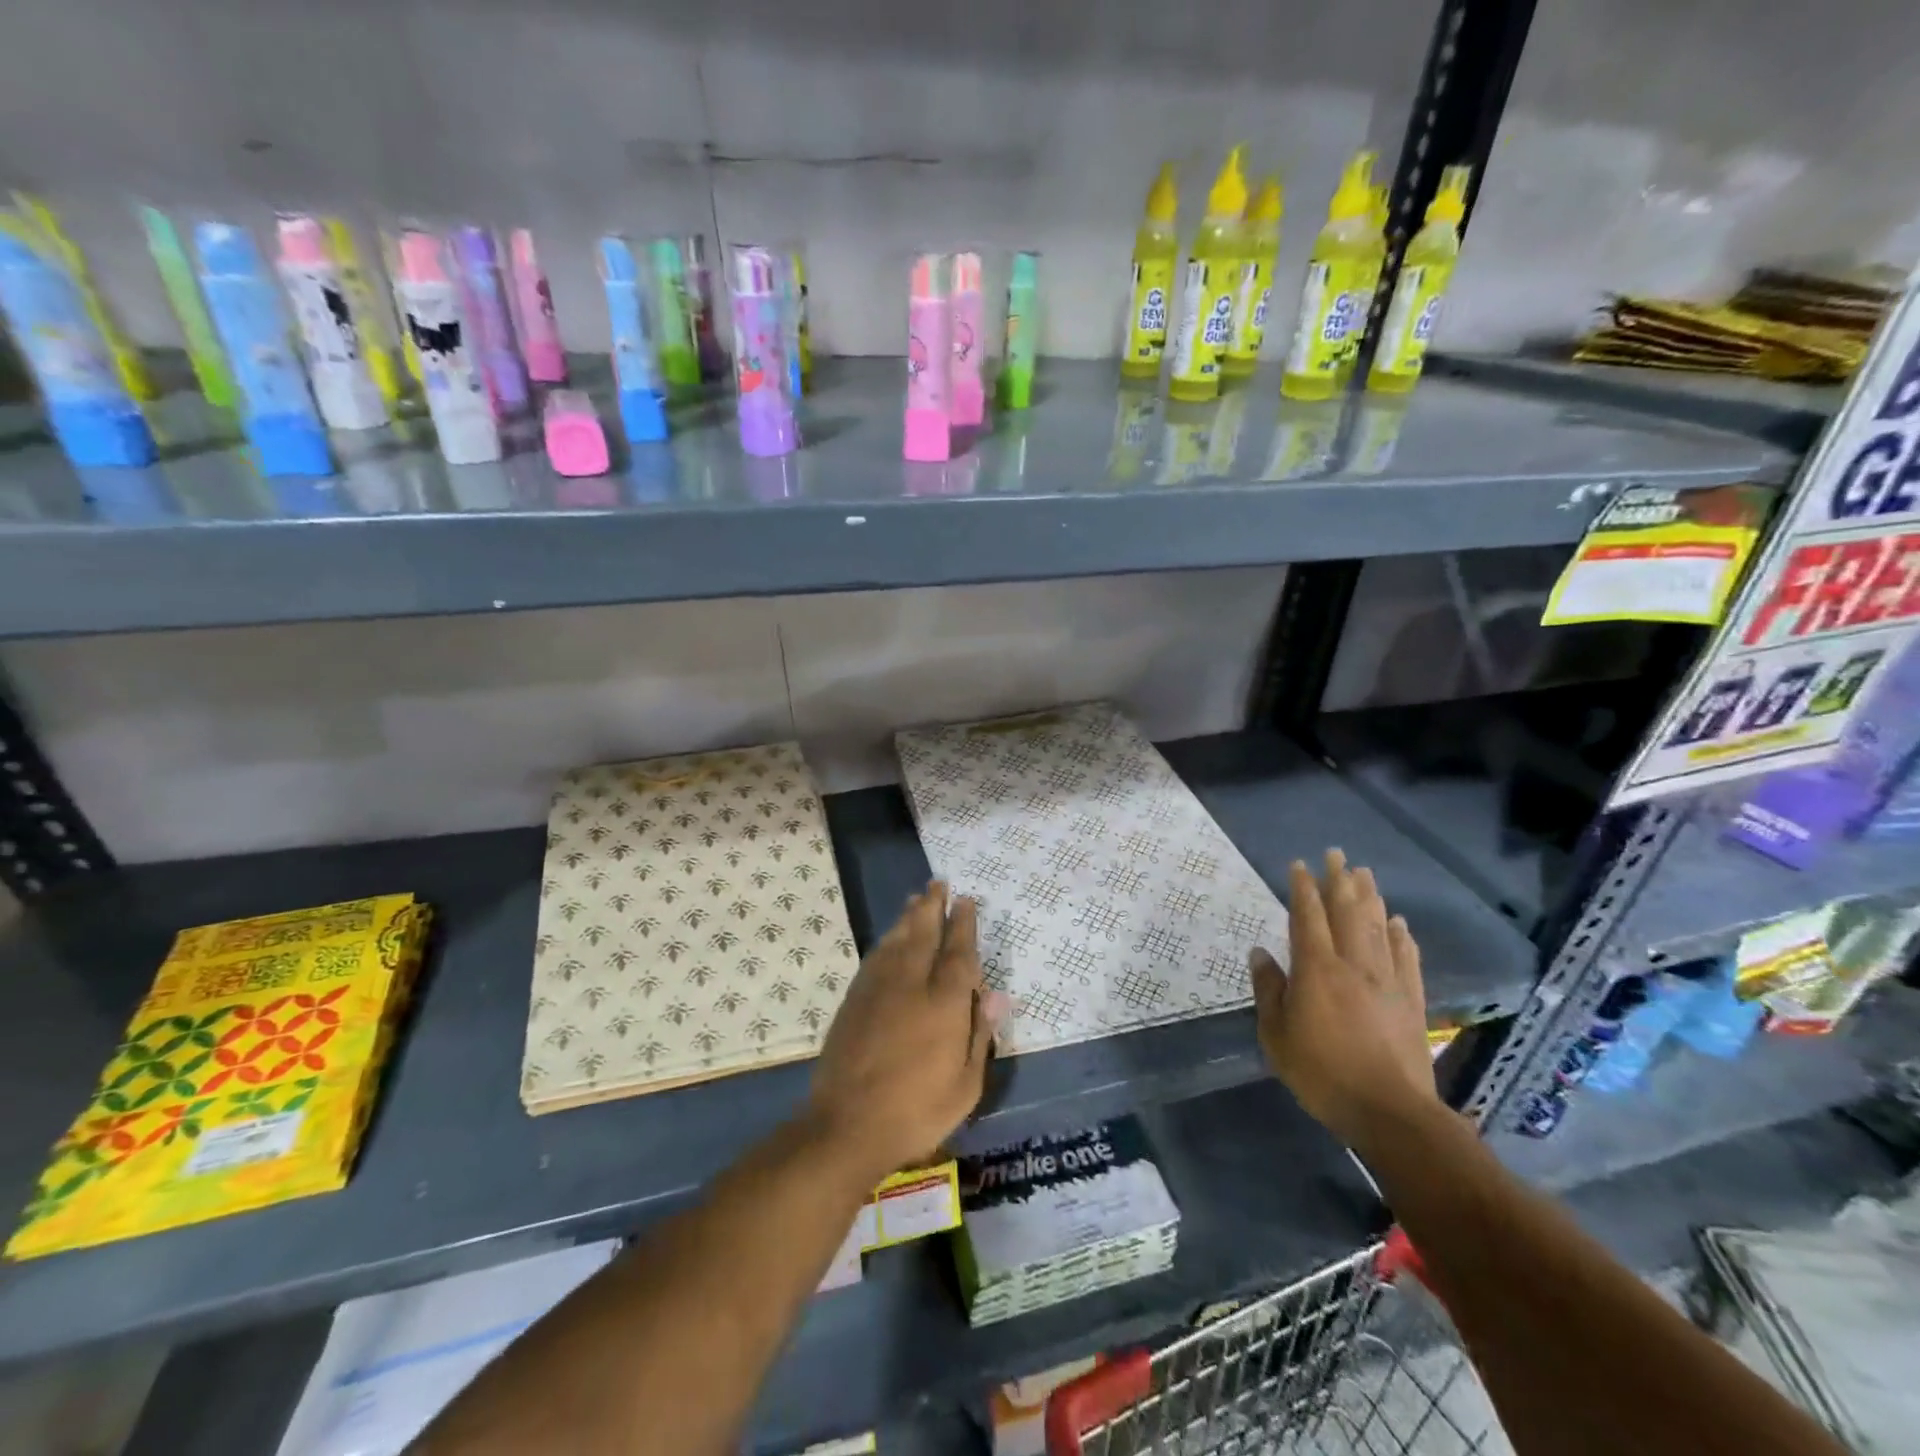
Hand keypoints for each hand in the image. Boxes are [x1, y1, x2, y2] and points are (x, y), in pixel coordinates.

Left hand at [807, 882, 1008, 1179]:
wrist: (846, 1125)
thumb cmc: (916, 1111)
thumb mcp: (965, 1085)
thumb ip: (979, 1034)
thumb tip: (995, 995)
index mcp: (944, 1002)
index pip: (958, 951)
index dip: (963, 923)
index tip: (966, 899)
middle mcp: (911, 984)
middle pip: (924, 933)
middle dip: (933, 906)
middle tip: (938, 882)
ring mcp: (878, 988)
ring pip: (897, 940)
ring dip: (908, 916)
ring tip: (916, 898)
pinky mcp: (854, 999)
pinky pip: (875, 956)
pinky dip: (887, 940)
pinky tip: (890, 937)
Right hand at [1251, 850, 1438, 1153]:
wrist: (1389, 1112)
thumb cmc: (1322, 1073)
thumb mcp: (1276, 1035)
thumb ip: (1269, 990)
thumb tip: (1261, 953)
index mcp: (1316, 969)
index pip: (1307, 917)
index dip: (1303, 889)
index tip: (1299, 865)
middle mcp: (1353, 965)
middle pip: (1347, 912)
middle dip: (1339, 881)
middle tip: (1336, 854)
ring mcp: (1387, 981)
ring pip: (1377, 928)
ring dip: (1370, 898)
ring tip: (1364, 874)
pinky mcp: (1411, 1000)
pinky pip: (1407, 958)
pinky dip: (1402, 936)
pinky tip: (1399, 923)